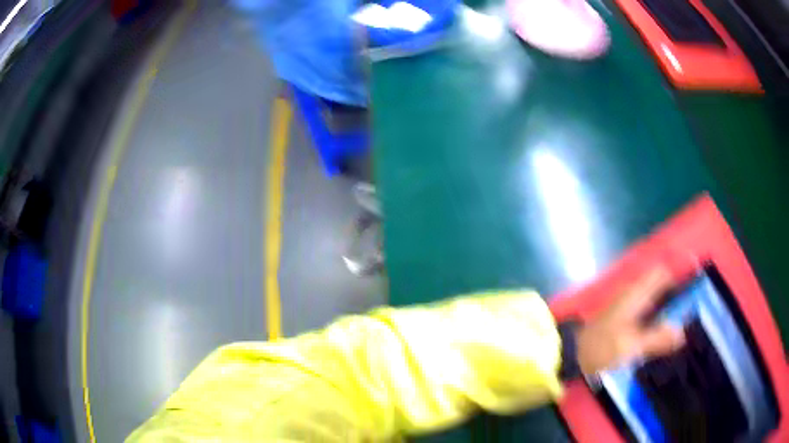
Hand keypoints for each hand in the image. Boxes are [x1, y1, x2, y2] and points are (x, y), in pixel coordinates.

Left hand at [576, 269, 685, 374]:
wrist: (573, 354)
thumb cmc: (602, 347)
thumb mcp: (632, 346)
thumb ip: (658, 339)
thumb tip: (683, 333)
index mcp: (637, 293)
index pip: (663, 272)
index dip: (680, 271)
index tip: (698, 277)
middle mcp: (633, 292)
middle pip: (661, 281)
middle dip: (678, 286)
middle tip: (696, 300)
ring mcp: (627, 302)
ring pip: (655, 292)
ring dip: (670, 298)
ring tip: (687, 312)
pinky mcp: (624, 314)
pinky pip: (648, 305)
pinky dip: (660, 309)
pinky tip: (666, 325)